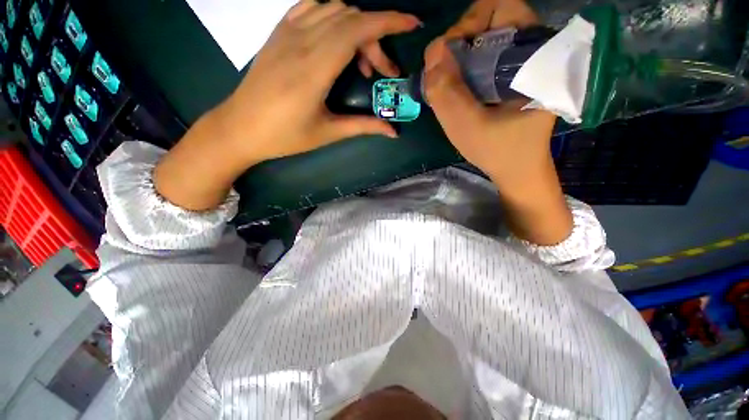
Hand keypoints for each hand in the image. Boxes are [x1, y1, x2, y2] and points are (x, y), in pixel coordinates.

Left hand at [215, 1, 419, 164]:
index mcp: (315, 69)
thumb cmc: (284, 136)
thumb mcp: (327, 133)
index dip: (388, 21)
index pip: (358, 28)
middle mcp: (301, 41)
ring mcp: (286, 32)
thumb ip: (363, 127)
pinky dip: (333, 17)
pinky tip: (336, 42)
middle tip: (381, 73)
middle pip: (351, 19)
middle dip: (376, 39)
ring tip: (359, 62)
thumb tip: (393, 132)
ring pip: (333, 9)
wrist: (239, 127)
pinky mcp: (278, 33)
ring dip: (356, 28)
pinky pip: (311, 8)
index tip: (412, 24)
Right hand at [424, 0, 551, 184]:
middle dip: (461, 41)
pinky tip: (459, 89)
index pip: (501, 7)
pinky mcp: (515, 74)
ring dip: (461, 56)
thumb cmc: (497, 151)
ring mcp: (524, 62)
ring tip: (449, 84)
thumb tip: (432, 52)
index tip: (450, 57)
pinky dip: (467, 66)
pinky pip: (486, 55)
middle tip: (445, 73)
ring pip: (487, 37)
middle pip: (492, 18)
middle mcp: (534, 51)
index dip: (468, 24)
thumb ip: (446, 92)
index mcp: (534, 57)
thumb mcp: (466, 127)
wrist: (517, 169)